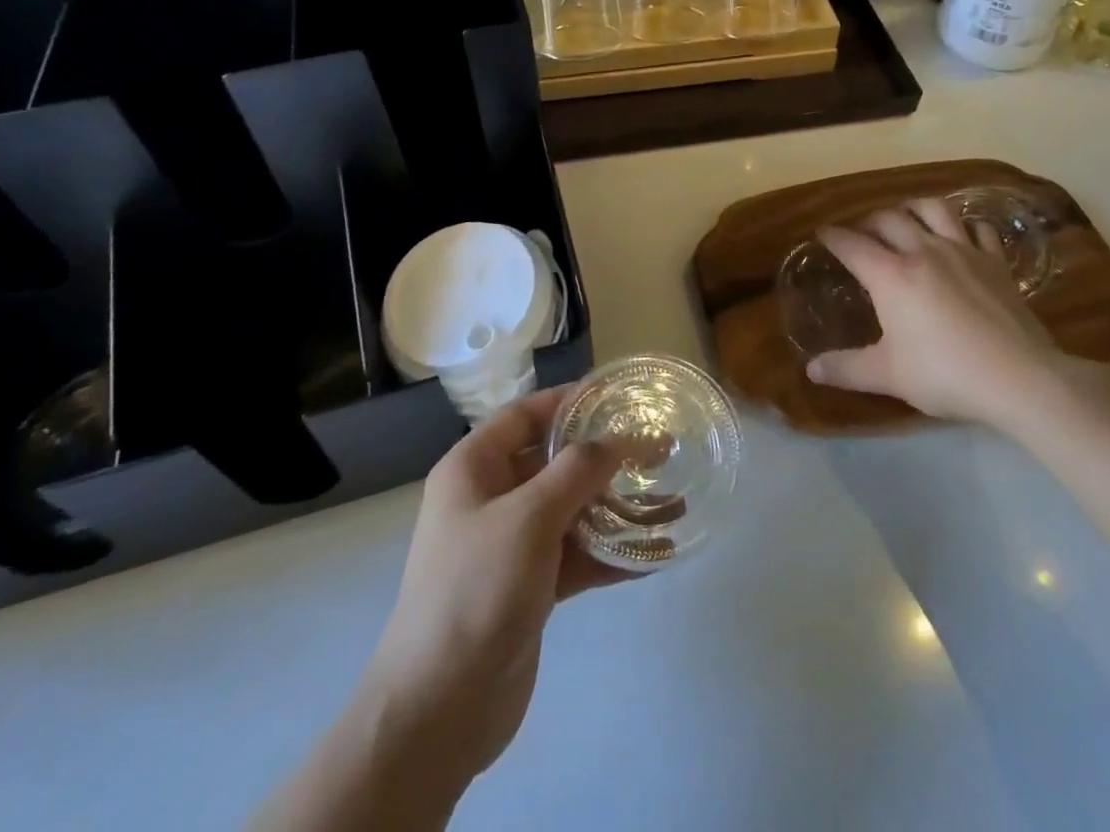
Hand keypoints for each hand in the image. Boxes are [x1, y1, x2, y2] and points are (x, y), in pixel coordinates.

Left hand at [357, 388, 634, 797]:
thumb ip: (577, 470)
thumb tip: (619, 438)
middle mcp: (490, 498)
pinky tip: (655, 554)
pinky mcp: (529, 586)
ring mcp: (510, 545)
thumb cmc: (475, 590)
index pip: (524, 415)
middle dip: (604, 456)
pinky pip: (576, 556)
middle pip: (553, 461)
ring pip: (571, 510)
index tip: (618, 398)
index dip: (568, 401)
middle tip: (658, 449)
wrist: (438, 710)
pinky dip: (610, 553)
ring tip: (670, 499)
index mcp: (473, 468)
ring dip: (616, 506)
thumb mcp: (528, 517)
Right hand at [805, 197, 1109, 430]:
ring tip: (906, 217)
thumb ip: (846, 369)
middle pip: (889, 219)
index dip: (832, 236)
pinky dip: (964, 225)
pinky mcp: (995, 262)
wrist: (1018, 377)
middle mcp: (923, 251)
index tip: (821, 233)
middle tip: (861, 232)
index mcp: (890, 275)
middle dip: (868, 220)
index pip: (851, 244)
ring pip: (933, 209)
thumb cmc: (944, 373)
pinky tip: (961, 234)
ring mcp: (963, 251)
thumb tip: (812, 370)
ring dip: (913, 208)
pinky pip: (977, 228)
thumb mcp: (887, 375)